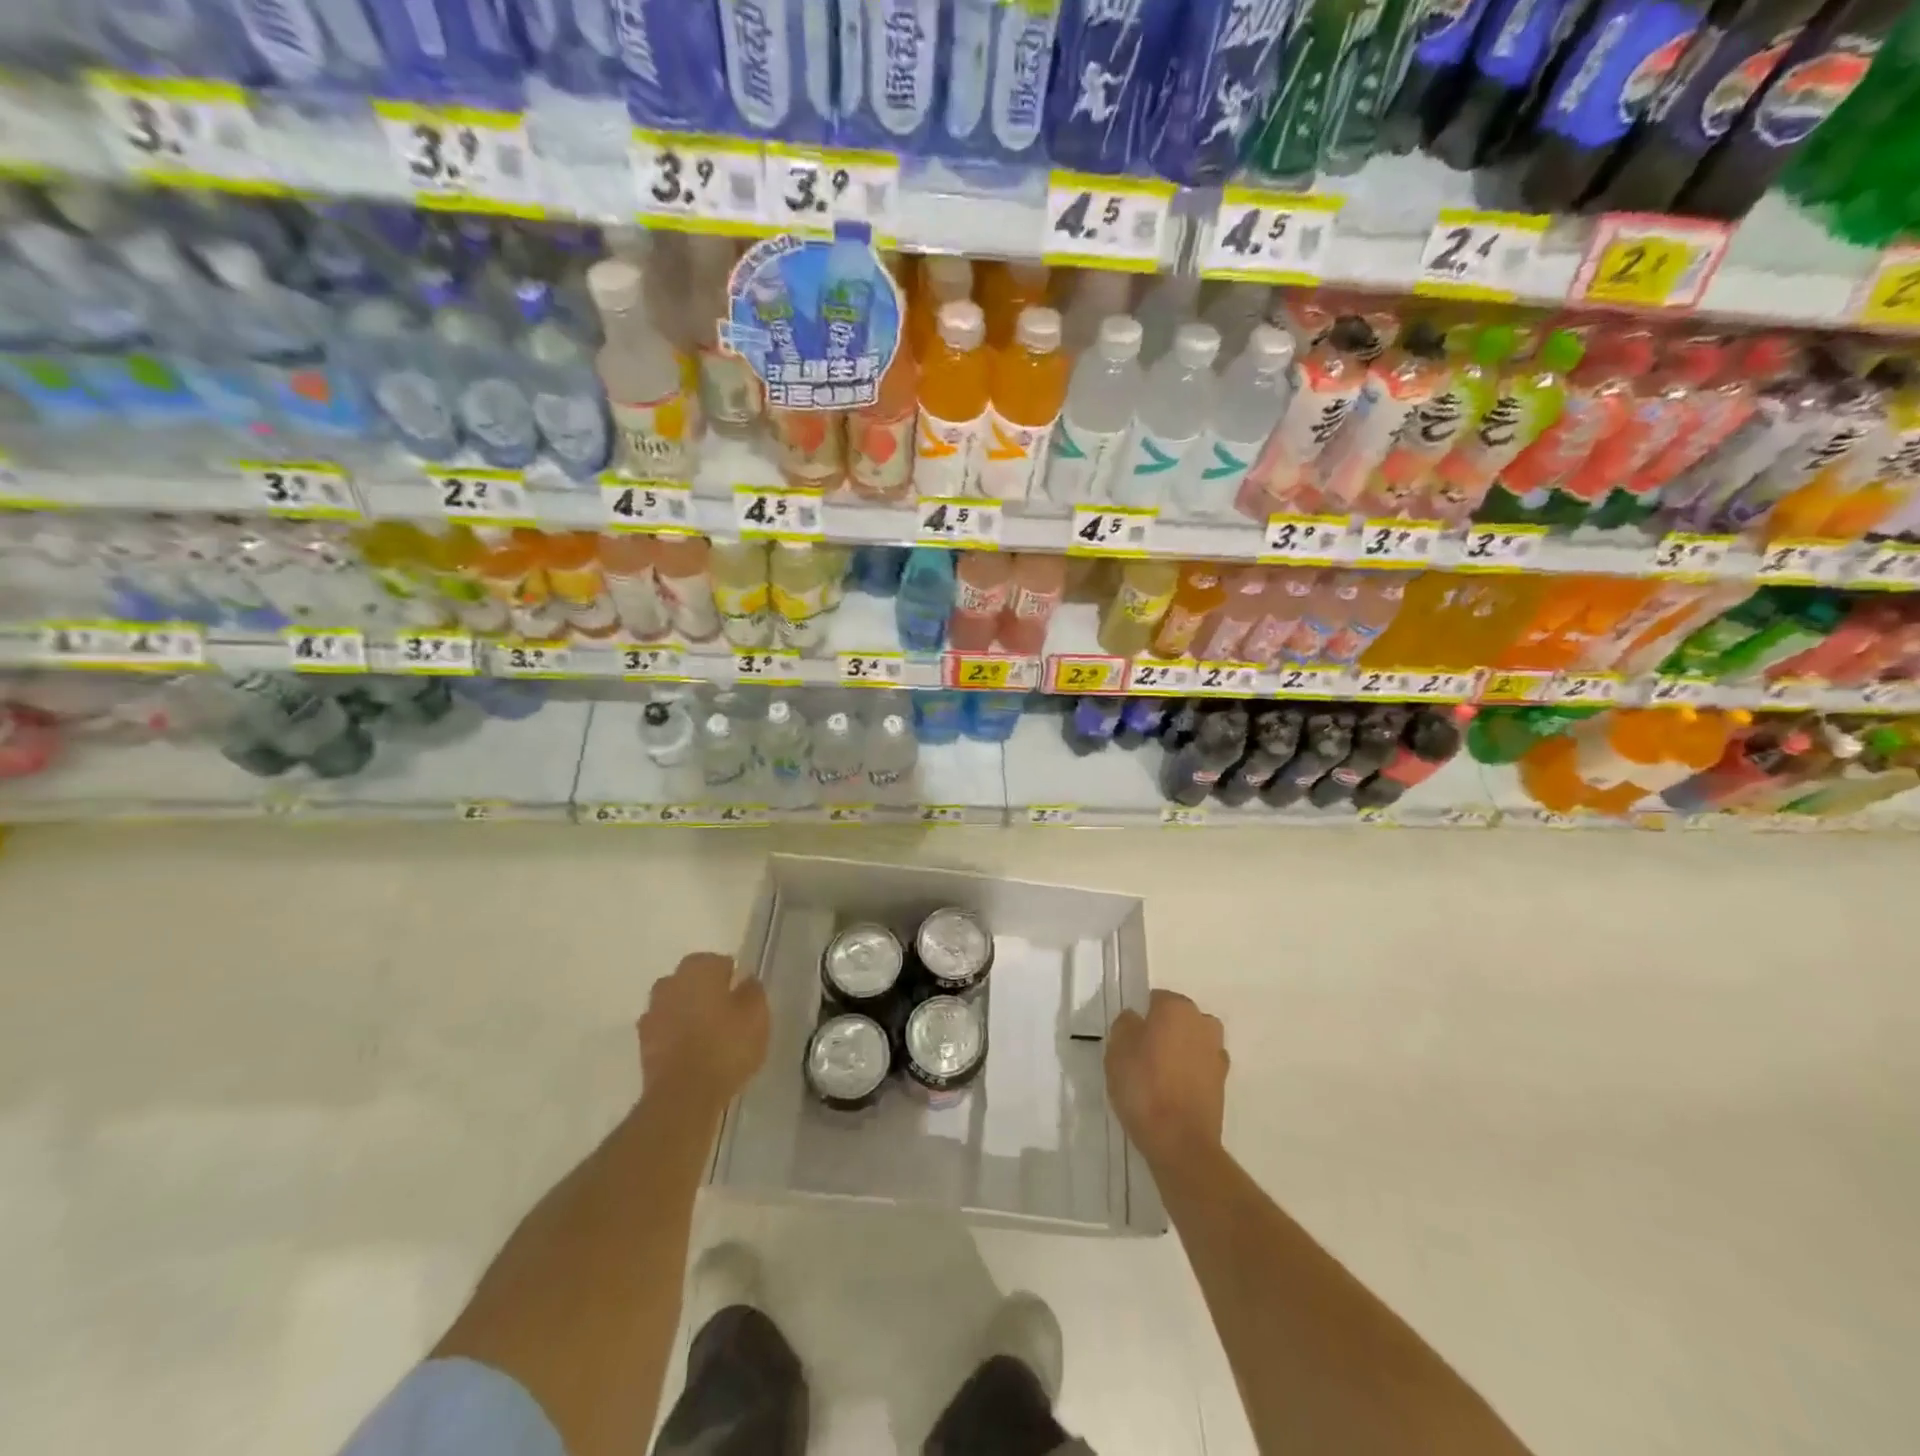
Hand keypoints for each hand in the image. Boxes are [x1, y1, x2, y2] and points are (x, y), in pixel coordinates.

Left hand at [638, 952, 768, 1115]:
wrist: (682, 1096)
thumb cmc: (726, 1046)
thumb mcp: (757, 1016)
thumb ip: (753, 991)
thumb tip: (746, 981)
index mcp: (698, 968)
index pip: (718, 962)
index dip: (732, 979)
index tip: (742, 999)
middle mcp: (670, 983)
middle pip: (692, 980)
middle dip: (706, 992)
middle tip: (727, 1015)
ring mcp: (652, 1012)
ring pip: (676, 1004)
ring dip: (688, 1013)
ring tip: (709, 1036)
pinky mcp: (643, 1043)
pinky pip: (665, 1029)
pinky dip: (676, 1036)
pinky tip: (692, 1054)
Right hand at [1106, 990, 1227, 1166]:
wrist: (1180, 1142)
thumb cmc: (1144, 1086)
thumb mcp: (1116, 1049)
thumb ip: (1125, 1025)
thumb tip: (1136, 1020)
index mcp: (1177, 1007)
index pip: (1155, 999)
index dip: (1140, 1017)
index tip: (1128, 1038)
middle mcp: (1203, 1023)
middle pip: (1177, 1019)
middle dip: (1163, 1031)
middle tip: (1140, 1056)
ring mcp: (1217, 1054)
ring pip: (1191, 1043)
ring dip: (1179, 1052)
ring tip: (1156, 1077)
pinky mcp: (1223, 1084)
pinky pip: (1199, 1068)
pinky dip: (1189, 1075)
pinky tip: (1171, 1094)